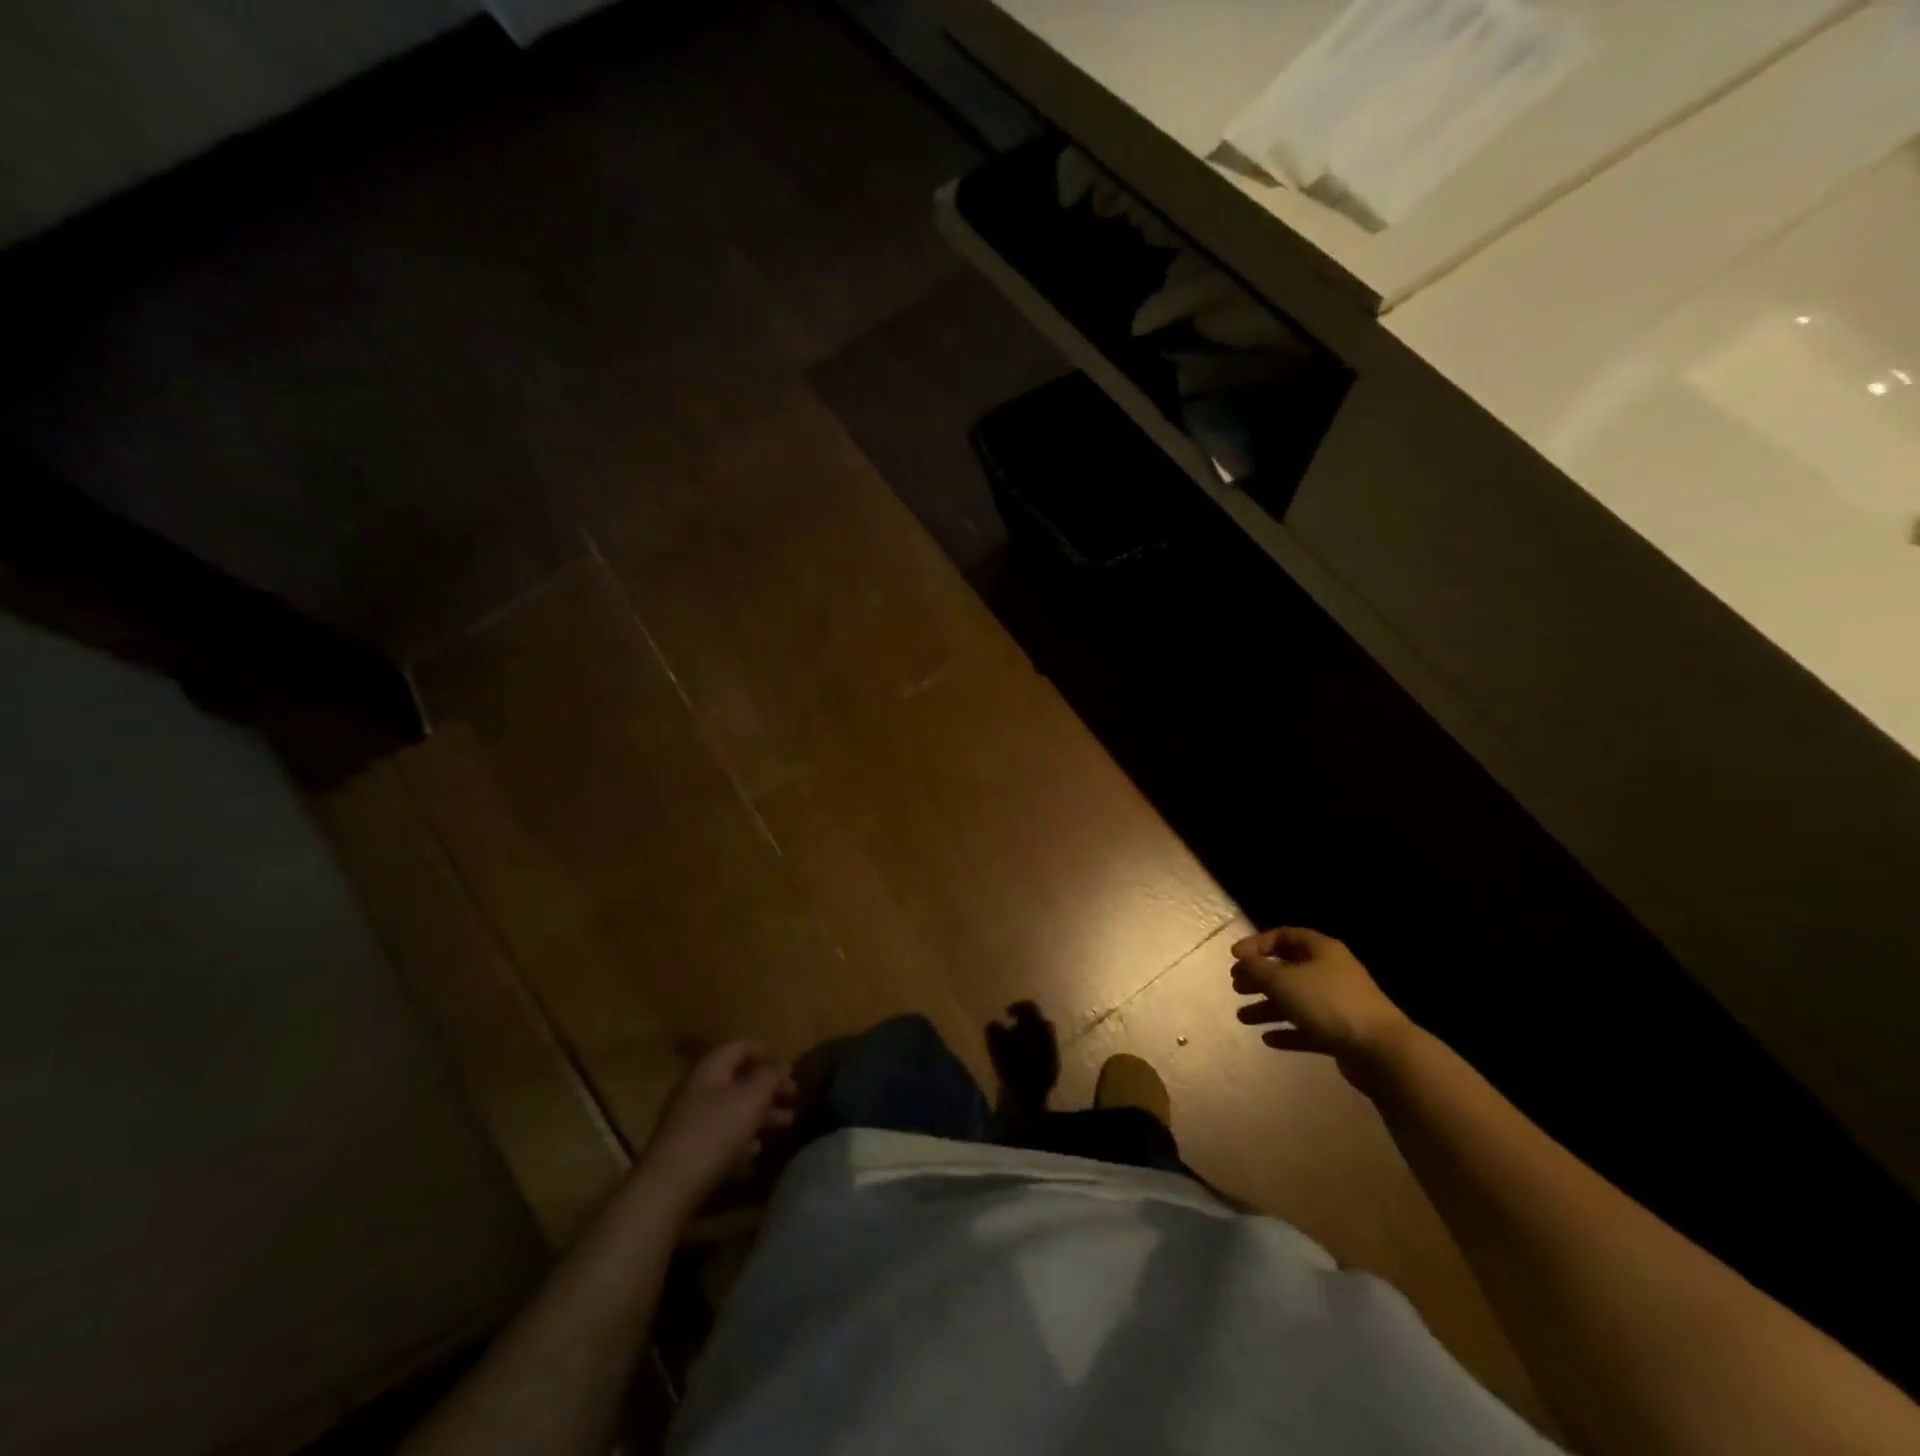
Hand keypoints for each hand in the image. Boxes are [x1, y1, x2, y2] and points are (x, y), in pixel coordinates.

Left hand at [636, 1042, 795, 1208]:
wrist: (668, 1187)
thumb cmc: (715, 1132)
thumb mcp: (752, 1098)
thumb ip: (770, 1076)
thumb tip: (781, 1065)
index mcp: (710, 1068)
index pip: (741, 1047)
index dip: (767, 1052)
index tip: (790, 1067)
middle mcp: (697, 1089)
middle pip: (738, 1080)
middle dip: (768, 1088)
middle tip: (793, 1099)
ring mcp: (689, 1121)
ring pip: (732, 1109)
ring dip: (760, 1115)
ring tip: (785, 1125)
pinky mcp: (686, 1150)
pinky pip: (720, 1136)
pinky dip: (741, 1139)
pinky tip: (755, 1153)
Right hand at [1231, 927, 1412, 1071]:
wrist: (1381, 1050)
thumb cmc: (1328, 1003)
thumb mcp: (1282, 980)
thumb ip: (1256, 969)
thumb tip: (1242, 963)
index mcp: (1321, 950)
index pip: (1284, 936)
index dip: (1257, 944)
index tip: (1235, 958)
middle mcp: (1331, 972)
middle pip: (1288, 969)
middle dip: (1260, 978)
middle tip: (1237, 987)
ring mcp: (1339, 1004)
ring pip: (1296, 1000)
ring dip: (1268, 1007)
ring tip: (1243, 1018)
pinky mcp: (1342, 1033)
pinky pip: (1308, 1028)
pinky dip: (1287, 1031)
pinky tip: (1268, 1039)